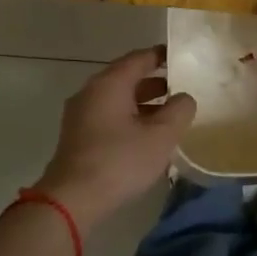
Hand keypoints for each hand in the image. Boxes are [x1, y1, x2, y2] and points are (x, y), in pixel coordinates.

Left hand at [32, 47, 195, 229]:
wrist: (72, 200)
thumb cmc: (120, 161)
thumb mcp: (161, 136)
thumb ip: (179, 111)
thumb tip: (184, 98)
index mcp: (109, 84)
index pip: (139, 58)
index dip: (162, 56)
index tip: (181, 58)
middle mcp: (91, 92)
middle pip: (127, 78)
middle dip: (155, 82)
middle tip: (181, 88)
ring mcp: (81, 115)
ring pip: (118, 99)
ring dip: (143, 103)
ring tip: (169, 115)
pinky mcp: (78, 137)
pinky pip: (109, 117)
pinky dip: (129, 118)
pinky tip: (146, 137)